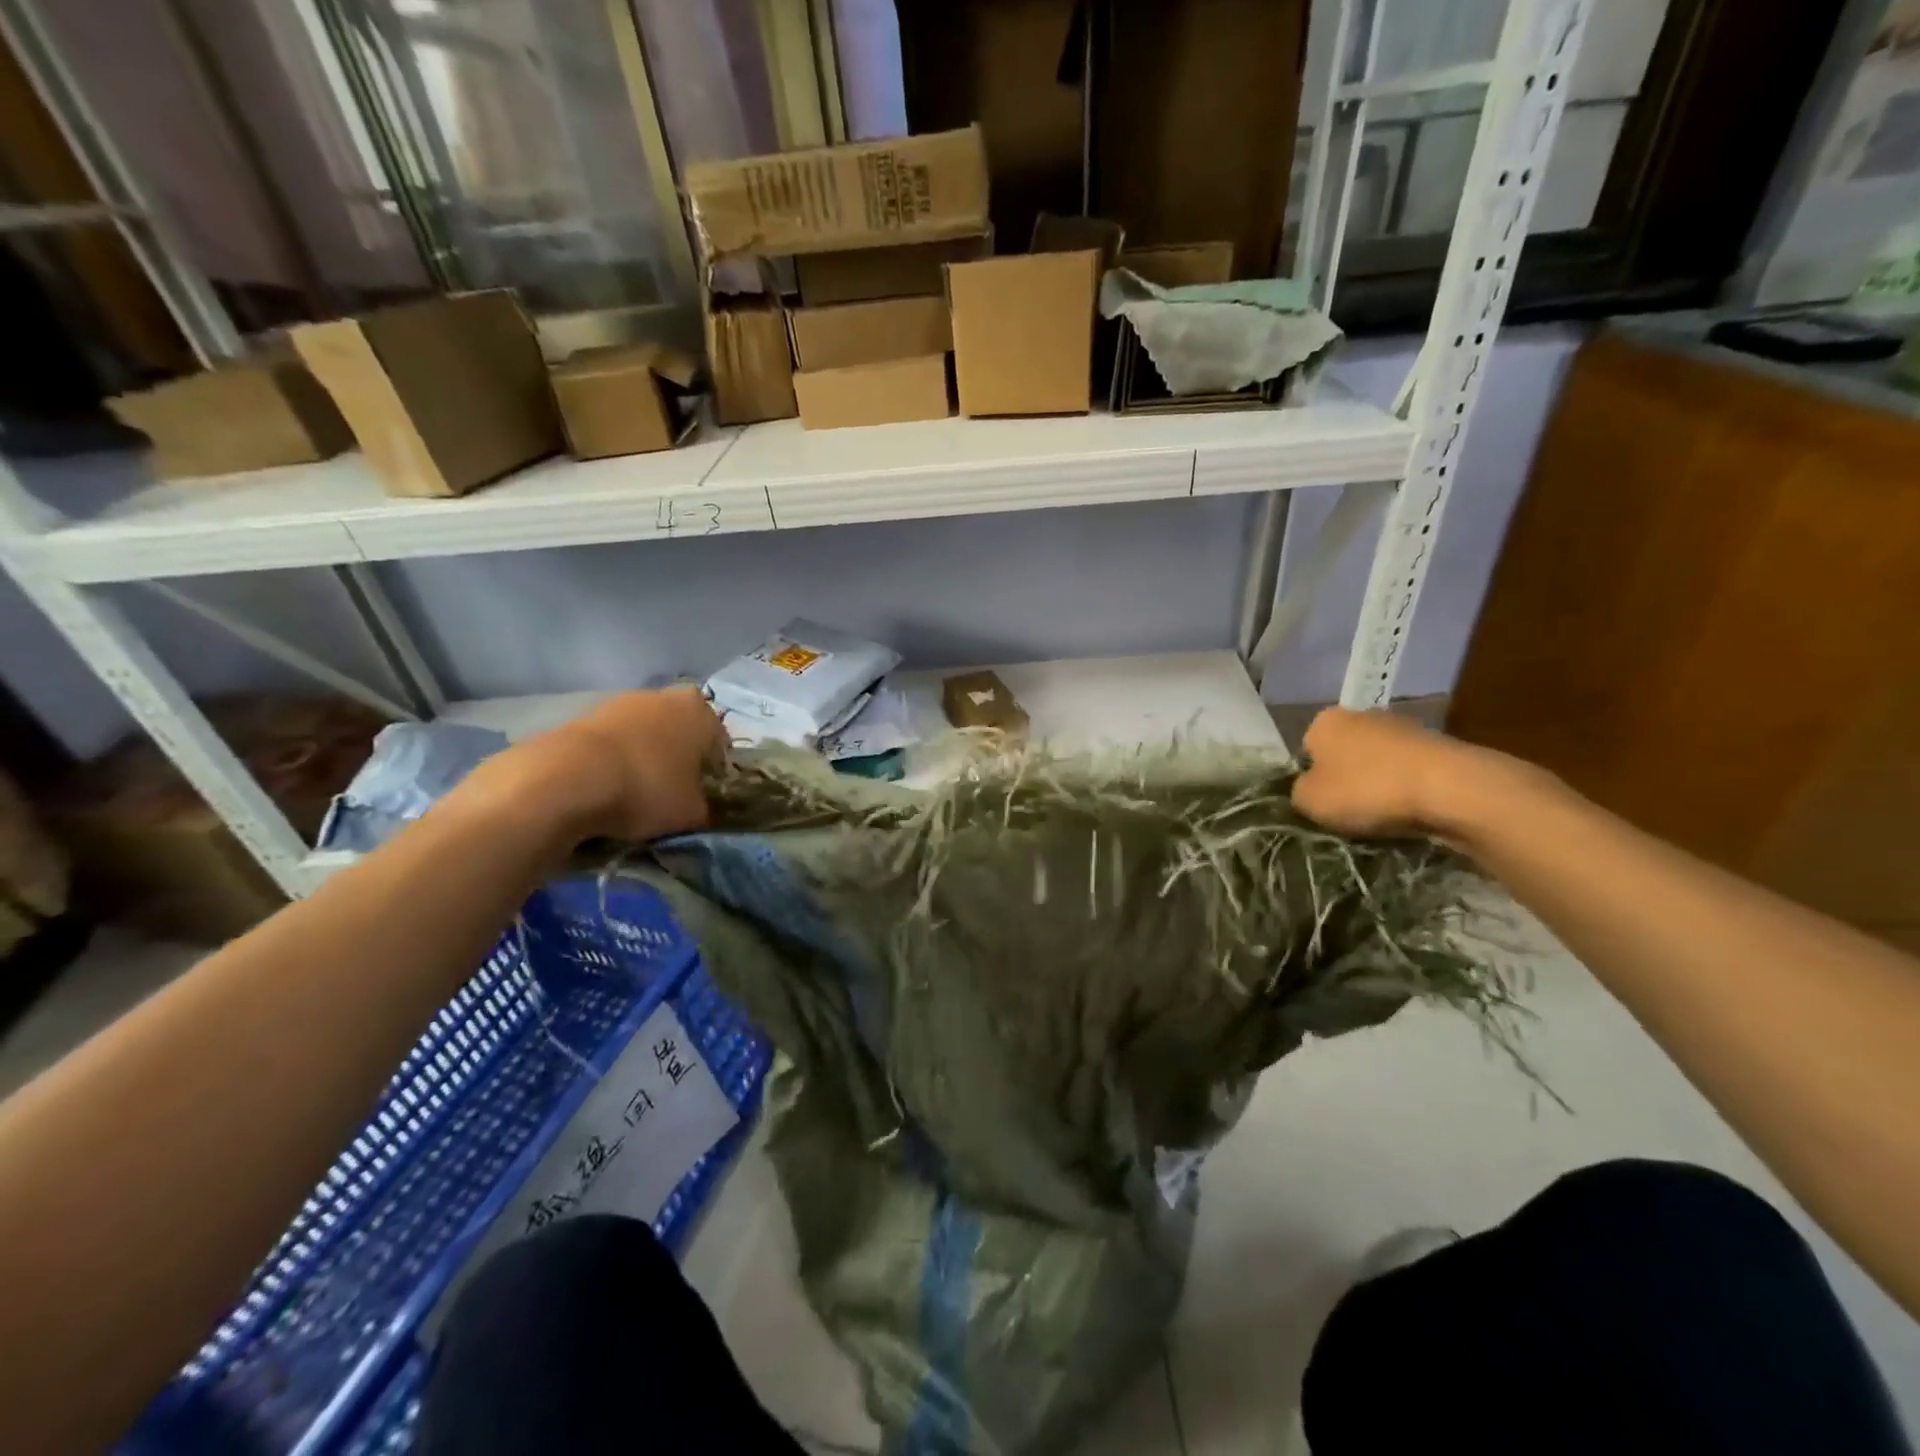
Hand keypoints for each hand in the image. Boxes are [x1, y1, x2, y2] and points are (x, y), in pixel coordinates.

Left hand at [471, 688, 723, 846]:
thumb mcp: (692, 813)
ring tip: (633, 795)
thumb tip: (698, 808)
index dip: (713, 772)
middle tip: (670, 794)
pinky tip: (605, 789)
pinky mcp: (582, 716)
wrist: (566, 779)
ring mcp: (619, 702)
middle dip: (677, 759)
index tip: (702, 797)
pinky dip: (612, 762)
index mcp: (699, 712)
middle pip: (679, 732)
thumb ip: (704, 807)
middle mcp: (663, 696)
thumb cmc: (647, 789)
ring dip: (643, 759)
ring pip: (643, 735)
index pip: (719, 743)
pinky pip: (611, 743)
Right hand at [1290, 707, 1471, 837]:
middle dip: (1346, 779)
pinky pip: (1409, 772)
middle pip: (1344, 752)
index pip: (1306, 750)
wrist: (1450, 788)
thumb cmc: (1366, 789)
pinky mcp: (1438, 745)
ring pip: (1378, 762)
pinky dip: (1407, 789)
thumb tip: (1308, 790)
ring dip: (1378, 784)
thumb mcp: (1310, 800)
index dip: (1310, 779)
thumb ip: (1298, 792)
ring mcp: (1403, 727)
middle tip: (1348, 812)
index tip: (1320, 803)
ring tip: (1383, 816)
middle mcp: (1361, 714)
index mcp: (1324, 721)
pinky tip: (1411, 810)